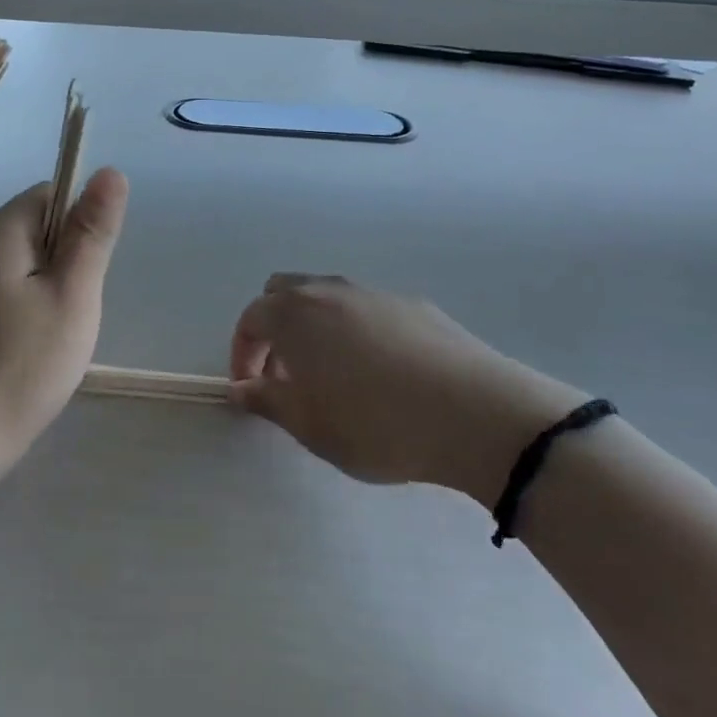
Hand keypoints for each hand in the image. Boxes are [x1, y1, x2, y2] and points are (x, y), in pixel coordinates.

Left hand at [0, 167, 128, 468]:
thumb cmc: (26, 362)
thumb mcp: (73, 292)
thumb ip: (92, 232)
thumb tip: (110, 172)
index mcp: (1, 231)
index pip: (53, 194)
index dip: (81, 224)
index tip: (87, 270)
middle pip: (43, 227)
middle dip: (71, 260)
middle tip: (74, 307)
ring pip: (34, 261)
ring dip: (57, 286)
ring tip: (59, 329)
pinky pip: (18, 287)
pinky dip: (38, 305)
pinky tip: (39, 343)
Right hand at [229, 274, 588, 504]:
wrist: (475, 413)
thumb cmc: (375, 423)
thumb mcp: (309, 425)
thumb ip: (266, 400)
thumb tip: (242, 388)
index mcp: (295, 314)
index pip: (251, 319)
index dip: (243, 354)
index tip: (251, 388)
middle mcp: (330, 291)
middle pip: (285, 293)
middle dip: (274, 329)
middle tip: (286, 374)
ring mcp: (375, 293)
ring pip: (328, 298)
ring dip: (315, 328)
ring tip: (332, 376)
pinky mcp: (414, 305)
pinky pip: (367, 309)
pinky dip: (355, 331)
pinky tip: (381, 373)